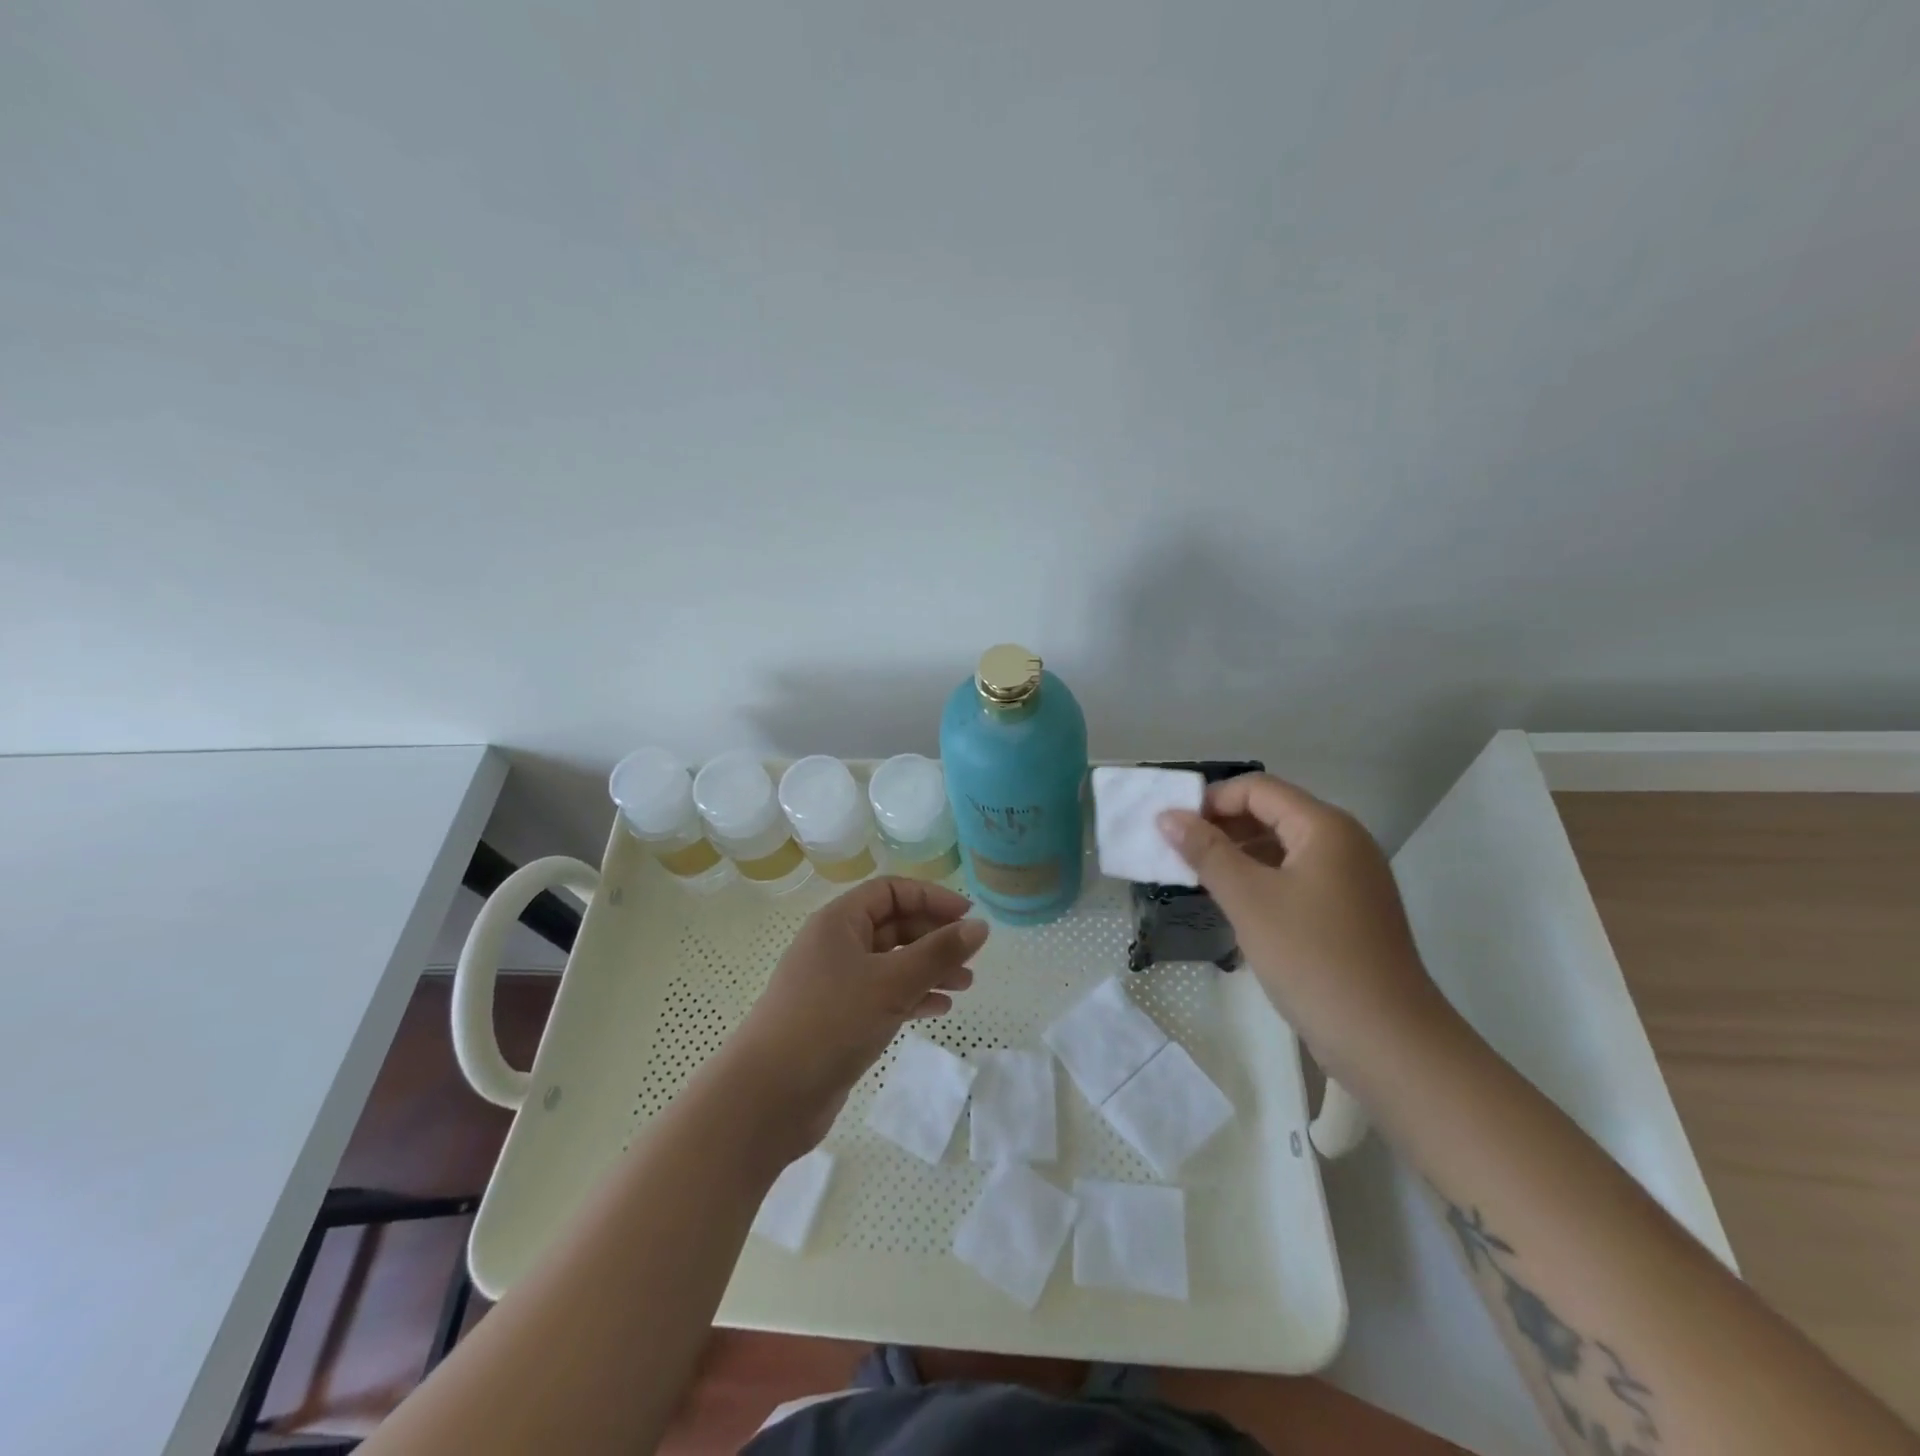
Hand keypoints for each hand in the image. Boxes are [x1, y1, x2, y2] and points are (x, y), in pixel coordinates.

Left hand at [720, 877, 987, 1153]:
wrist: (768, 1097)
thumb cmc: (830, 1023)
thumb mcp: (892, 983)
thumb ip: (939, 953)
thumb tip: (980, 926)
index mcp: (839, 921)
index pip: (891, 891)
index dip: (932, 898)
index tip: (968, 918)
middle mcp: (835, 945)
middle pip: (893, 925)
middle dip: (934, 937)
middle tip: (971, 957)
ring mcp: (834, 983)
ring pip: (890, 962)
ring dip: (927, 969)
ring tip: (964, 986)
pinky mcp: (837, 1018)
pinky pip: (882, 994)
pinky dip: (911, 997)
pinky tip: (938, 1010)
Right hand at [1158, 774, 1446, 1076]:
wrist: (1387, 1042)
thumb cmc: (1313, 959)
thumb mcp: (1249, 900)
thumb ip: (1206, 852)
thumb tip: (1167, 816)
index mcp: (1325, 827)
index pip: (1257, 789)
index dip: (1211, 800)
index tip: (1172, 829)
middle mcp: (1343, 842)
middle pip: (1272, 813)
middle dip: (1222, 826)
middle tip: (1178, 853)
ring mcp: (1350, 878)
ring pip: (1282, 847)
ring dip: (1238, 854)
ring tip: (1198, 877)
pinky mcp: (1349, 910)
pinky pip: (1296, 876)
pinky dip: (1261, 879)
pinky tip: (1234, 903)